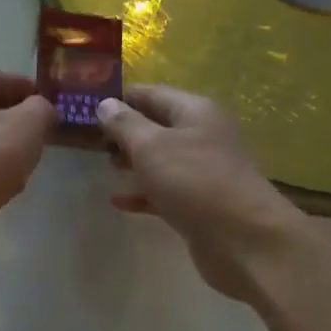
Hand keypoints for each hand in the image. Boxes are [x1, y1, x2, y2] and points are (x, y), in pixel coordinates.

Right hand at [97, 85, 305, 301]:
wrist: (242, 237)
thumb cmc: (194, 181)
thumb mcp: (152, 146)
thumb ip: (125, 124)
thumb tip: (105, 104)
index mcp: (195, 112)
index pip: (152, 93)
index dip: (122, 97)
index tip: (88, 104)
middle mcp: (202, 136)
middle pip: (157, 126)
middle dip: (126, 130)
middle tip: (91, 138)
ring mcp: (203, 171)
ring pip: (161, 159)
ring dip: (134, 160)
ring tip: (104, 165)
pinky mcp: (199, 203)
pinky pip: (165, 191)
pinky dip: (143, 193)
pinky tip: (118, 200)